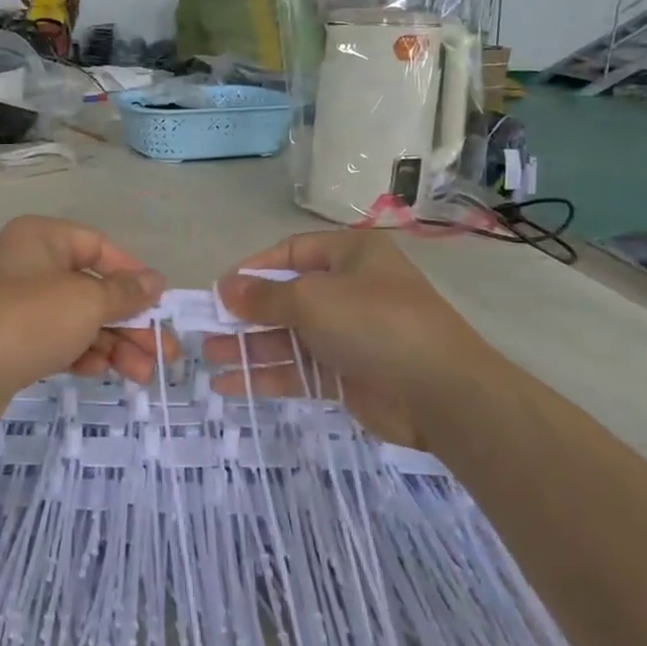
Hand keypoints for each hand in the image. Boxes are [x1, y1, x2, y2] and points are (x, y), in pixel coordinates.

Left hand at [0, 216, 170, 429]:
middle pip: (93, 288)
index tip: (160, 303)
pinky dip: (83, 353)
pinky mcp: (13, 339)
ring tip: (143, 375)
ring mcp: (18, 303)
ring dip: (114, 344)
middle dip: (130, 322)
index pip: (99, 247)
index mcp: (41, 238)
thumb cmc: (29, 321)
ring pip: (79, 318)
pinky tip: (102, 372)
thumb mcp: (87, 301)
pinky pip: (58, 339)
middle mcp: (29, 264)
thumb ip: (126, 292)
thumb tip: (156, 280)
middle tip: (164, 353)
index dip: (133, 274)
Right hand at [207, 231, 505, 448]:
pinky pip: (298, 369)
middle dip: (245, 313)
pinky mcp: (346, 375)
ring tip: (207, 356)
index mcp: (350, 256)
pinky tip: (229, 384)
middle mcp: (348, 291)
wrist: (440, 393)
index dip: (254, 269)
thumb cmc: (375, 324)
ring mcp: (348, 335)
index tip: (220, 288)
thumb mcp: (312, 300)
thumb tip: (225, 289)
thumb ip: (263, 298)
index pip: (291, 252)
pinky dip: (266, 375)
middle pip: (285, 297)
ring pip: (288, 336)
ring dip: (249, 346)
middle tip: (206, 326)